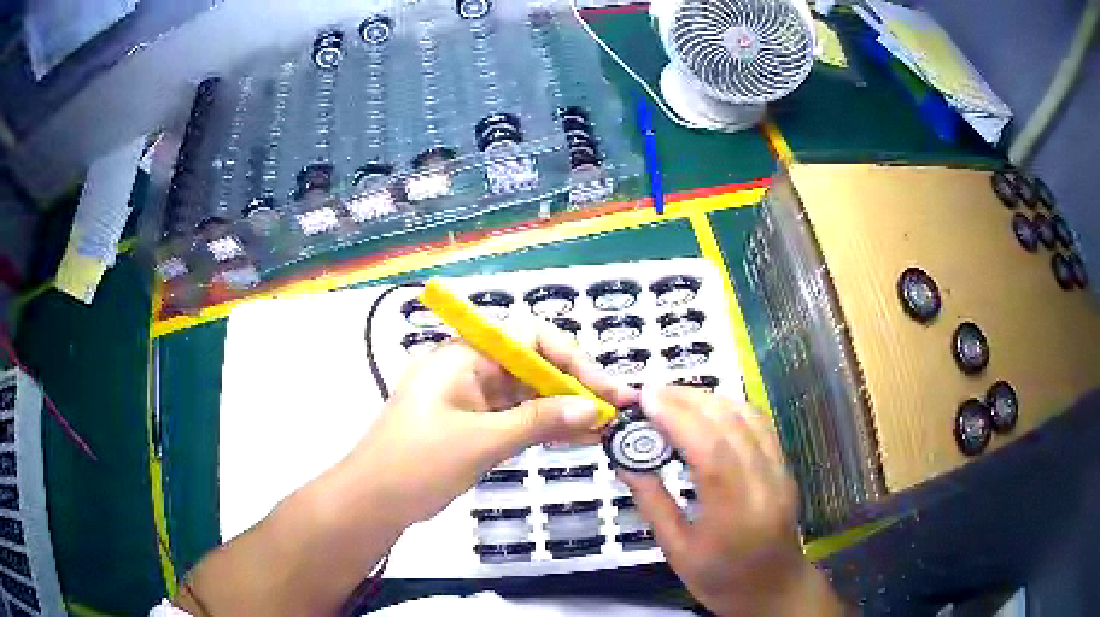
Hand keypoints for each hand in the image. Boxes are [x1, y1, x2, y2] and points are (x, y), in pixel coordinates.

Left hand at [342, 317, 635, 524]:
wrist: (372, 502)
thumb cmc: (418, 463)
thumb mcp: (482, 441)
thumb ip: (539, 421)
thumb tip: (592, 408)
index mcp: (463, 354)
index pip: (528, 337)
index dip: (570, 358)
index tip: (602, 388)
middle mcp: (469, 367)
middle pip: (532, 365)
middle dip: (573, 386)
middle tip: (613, 411)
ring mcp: (470, 397)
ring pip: (527, 393)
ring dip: (563, 409)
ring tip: (603, 428)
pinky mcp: (471, 423)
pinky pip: (515, 417)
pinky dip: (543, 426)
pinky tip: (575, 438)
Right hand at [620, 387, 845, 616]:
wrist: (774, 589)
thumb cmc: (722, 580)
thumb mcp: (678, 552)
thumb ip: (653, 504)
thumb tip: (626, 463)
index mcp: (736, 514)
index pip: (712, 452)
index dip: (678, 418)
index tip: (646, 400)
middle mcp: (765, 485)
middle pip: (732, 425)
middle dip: (688, 400)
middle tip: (651, 393)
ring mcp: (780, 472)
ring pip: (749, 417)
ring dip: (710, 398)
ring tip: (673, 397)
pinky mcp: (784, 467)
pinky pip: (760, 425)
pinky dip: (731, 407)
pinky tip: (708, 409)